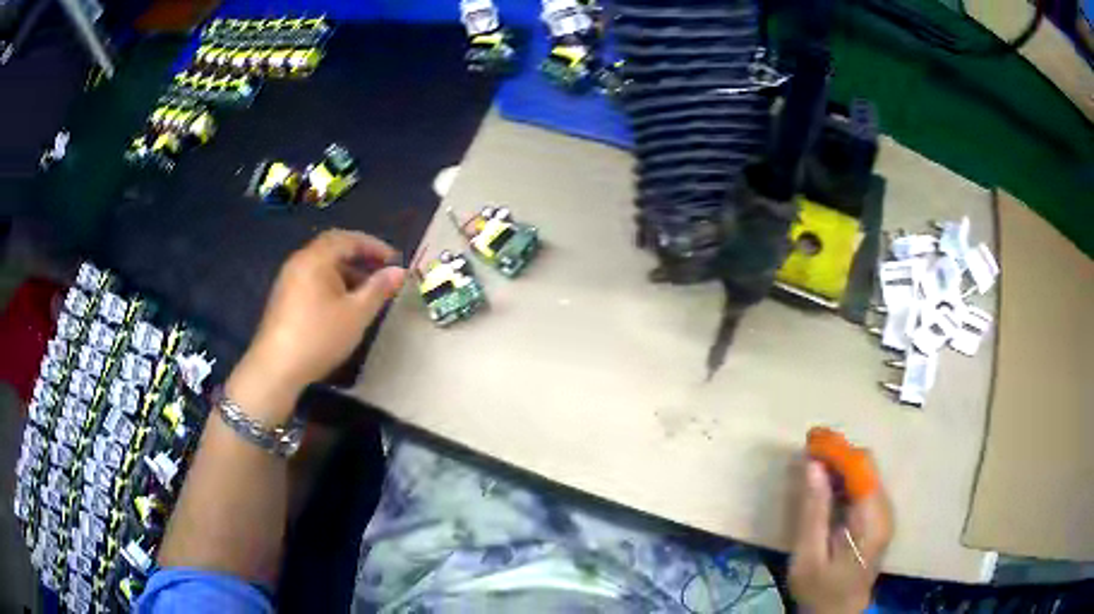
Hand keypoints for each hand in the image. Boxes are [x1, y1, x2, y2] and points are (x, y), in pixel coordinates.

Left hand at [229, 230, 405, 419]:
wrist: (277, 367)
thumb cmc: (319, 336)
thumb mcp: (356, 314)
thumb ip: (378, 289)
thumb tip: (399, 271)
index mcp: (316, 258)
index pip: (348, 238)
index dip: (374, 246)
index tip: (394, 259)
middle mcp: (299, 261)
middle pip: (333, 248)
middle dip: (360, 256)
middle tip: (382, 270)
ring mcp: (288, 279)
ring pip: (322, 265)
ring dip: (347, 271)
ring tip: (366, 291)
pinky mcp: (284, 297)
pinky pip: (312, 279)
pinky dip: (332, 283)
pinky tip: (342, 304)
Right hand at [789, 460, 893, 613]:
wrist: (839, 612)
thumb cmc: (820, 589)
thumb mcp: (808, 556)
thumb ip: (813, 511)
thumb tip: (813, 465)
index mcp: (871, 521)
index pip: (861, 469)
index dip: (837, 449)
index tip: (811, 439)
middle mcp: (885, 511)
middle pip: (867, 466)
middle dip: (838, 454)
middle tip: (808, 452)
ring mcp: (885, 513)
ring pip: (867, 472)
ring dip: (841, 464)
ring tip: (813, 465)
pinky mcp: (879, 517)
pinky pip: (865, 485)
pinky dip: (846, 478)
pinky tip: (827, 485)